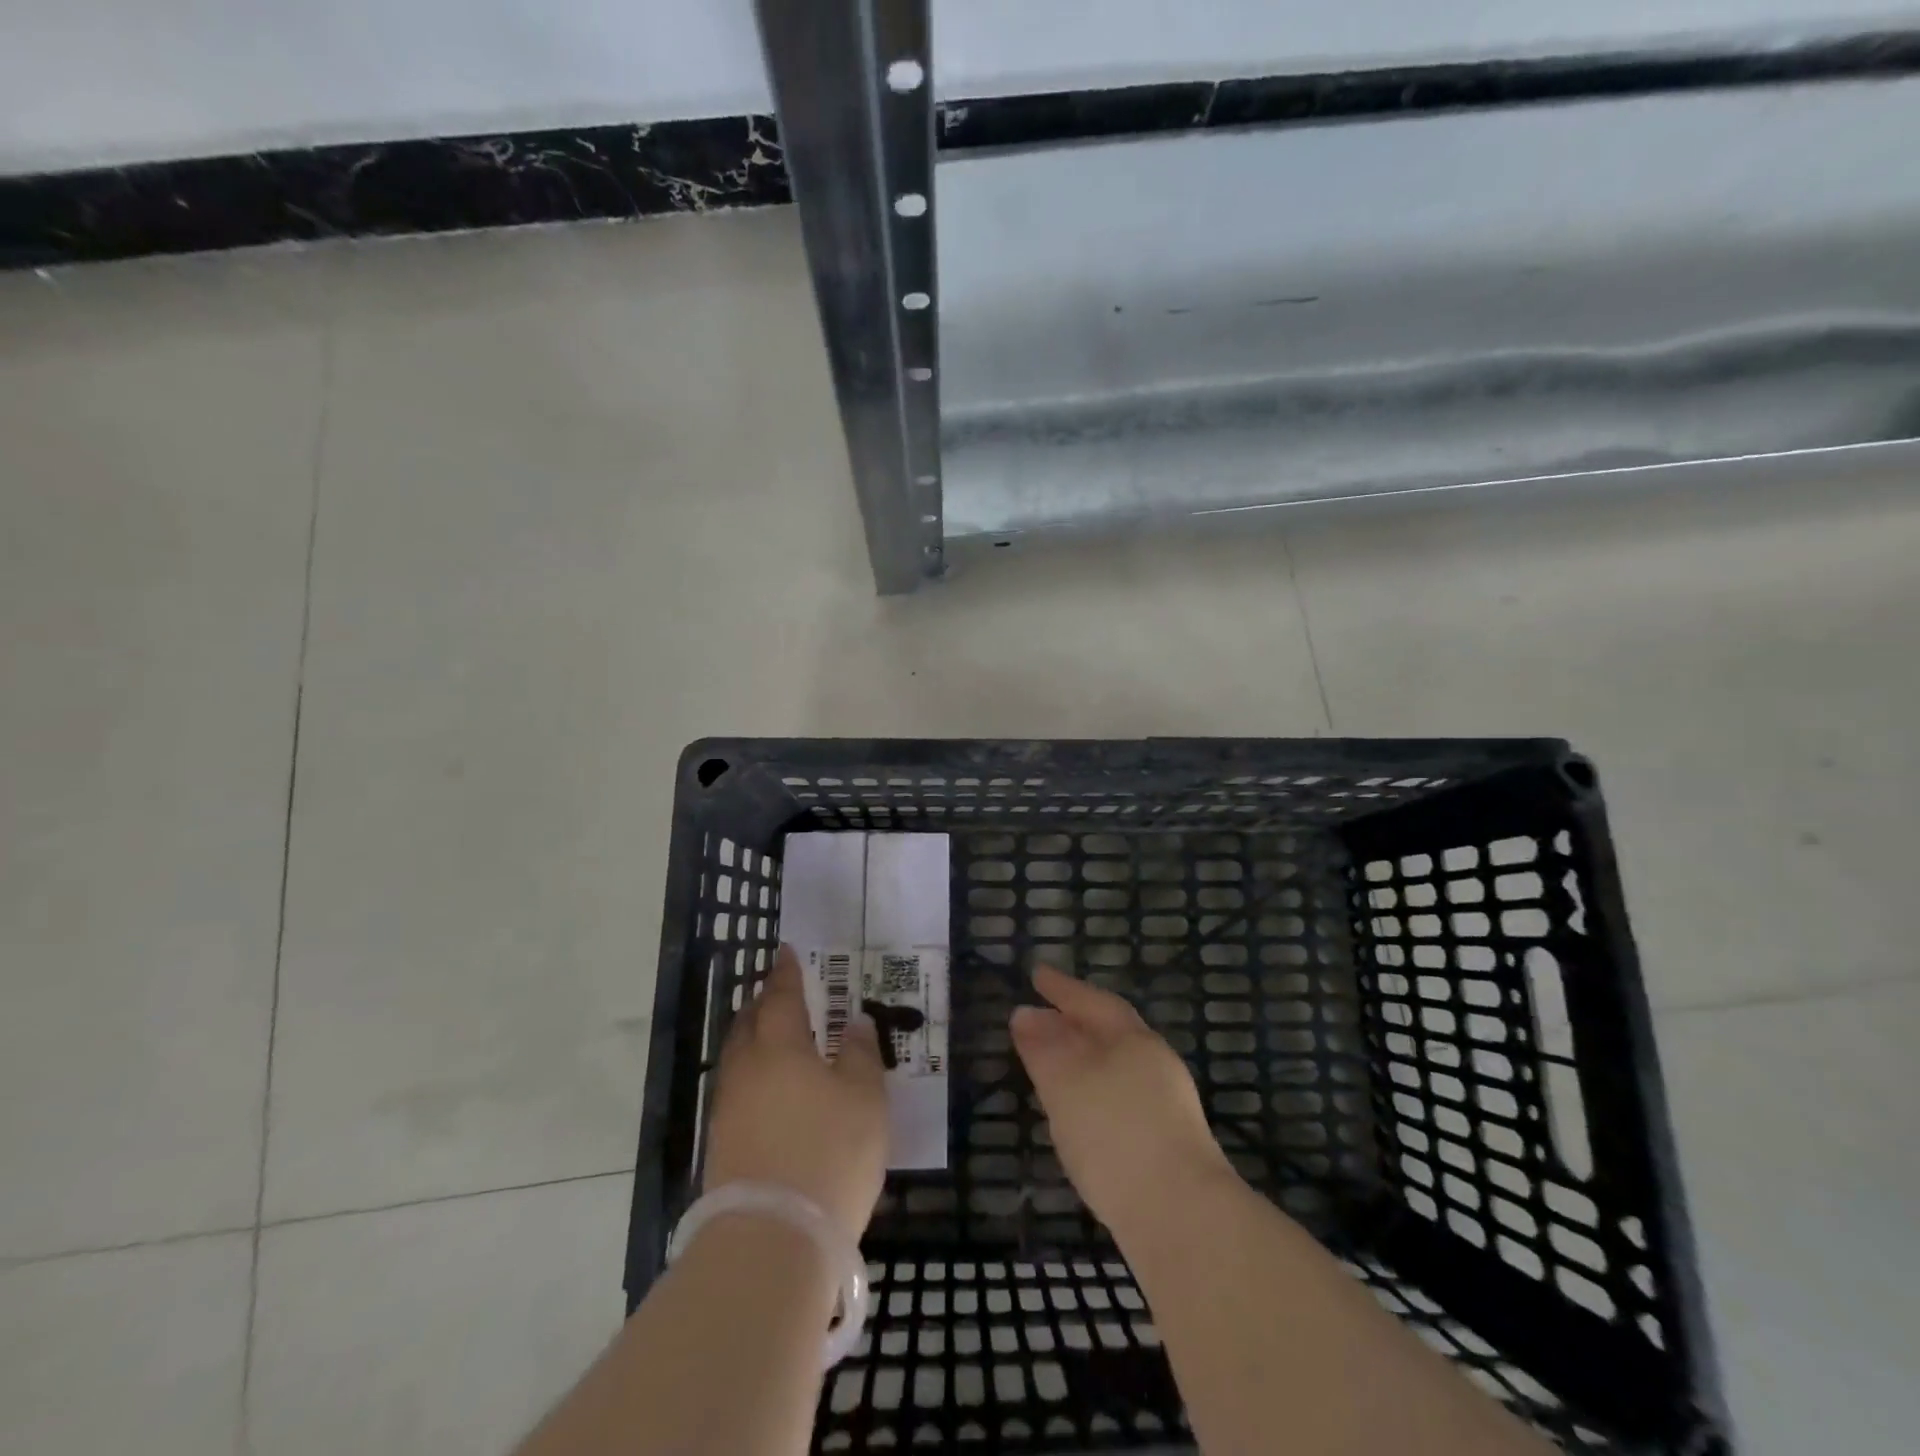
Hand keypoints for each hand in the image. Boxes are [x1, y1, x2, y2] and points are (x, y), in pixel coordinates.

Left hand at [703, 945, 888, 1242]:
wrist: (771, 1239)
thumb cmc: (829, 1153)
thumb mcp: (865, 1098)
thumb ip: (861, 1054)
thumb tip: (855, 1023)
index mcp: (780, 1046)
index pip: (781, 996)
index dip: (785, 973)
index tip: (785, 952)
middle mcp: (747, 1068)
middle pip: (749, 1022)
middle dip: (763, 1002)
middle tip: (779, 992)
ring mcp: (728, 1108)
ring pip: (738, 1056)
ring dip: (754, 1038)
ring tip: (773, 1035)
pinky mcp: (721, 1144)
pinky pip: (736, 1089)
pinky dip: (752, 1074)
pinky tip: (768, 1088)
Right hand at [1011, 965, 1233, 1233]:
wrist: (1181, 1217)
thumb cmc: (1115, 1133)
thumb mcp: (1066, 1082)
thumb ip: (1044, 1046)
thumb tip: (1025, 1014)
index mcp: (1133, 1039)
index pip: (1092, 1001)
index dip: (1062, 988)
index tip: (1036, 973)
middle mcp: (1153, 1063)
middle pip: (1109, 1032)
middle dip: (1074, 1022)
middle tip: (1040, 1016)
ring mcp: (1165, 1106)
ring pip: (1115, 1067)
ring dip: (1083, 1059)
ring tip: (1052, 1065)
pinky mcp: (1165, 1145)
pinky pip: (1120, 1099)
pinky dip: (1094, 1093)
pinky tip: (1078, 1115)